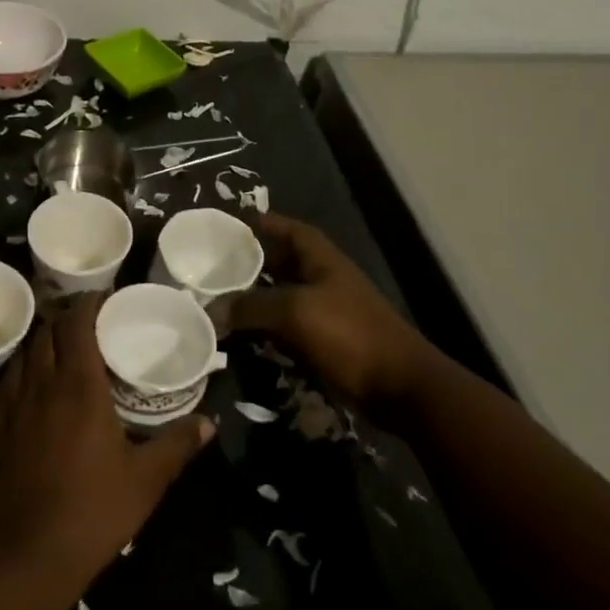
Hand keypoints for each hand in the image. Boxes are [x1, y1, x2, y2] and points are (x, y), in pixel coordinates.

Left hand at [0, 295, 212, 582]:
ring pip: (20, 356)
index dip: (89, 303)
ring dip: (39, 348)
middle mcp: (41, 383)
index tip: (103, 300)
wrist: (20, 561)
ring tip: (55, 357)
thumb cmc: (90, 514)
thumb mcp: (144, 481)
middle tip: (84, 329)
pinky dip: (8, 382)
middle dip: (65, 321)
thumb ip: (176, 446)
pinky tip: (18, 394)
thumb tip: (208, 424)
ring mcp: (7, 405)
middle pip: (47, 332)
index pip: (78, 322)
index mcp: (80, 385)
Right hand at [217, 214, 437, 415]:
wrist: (399, 387)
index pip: (286, 228)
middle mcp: (321, 278)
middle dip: (248, 264)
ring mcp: (324, 311)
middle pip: (280, 262)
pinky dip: (265, 329)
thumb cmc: (349, 333)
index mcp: (320, 257)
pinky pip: (286, 328)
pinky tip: (240, 335)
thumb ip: (251, 307)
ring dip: (253, 300)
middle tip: (211, 266)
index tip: (228, 224)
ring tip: (216, 299)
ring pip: (280, 297)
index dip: (261, 223)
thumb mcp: (295, 312)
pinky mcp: (323, 342)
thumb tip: (210, 310)